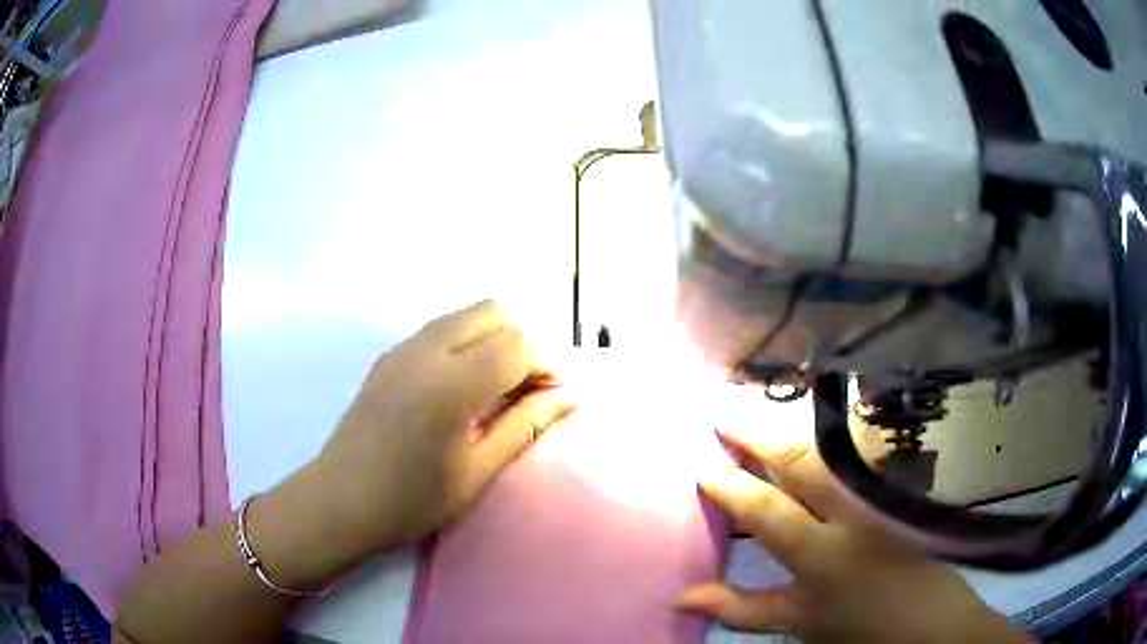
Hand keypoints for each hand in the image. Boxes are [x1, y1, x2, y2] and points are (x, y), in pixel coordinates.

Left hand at [253, 301, 573, 586]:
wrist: (339, 501)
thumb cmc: (411, 501)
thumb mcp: (477, 470)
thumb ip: (526, 424)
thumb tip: (570, 396)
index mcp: (450, 384)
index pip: (518, 345)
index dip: (546, 367)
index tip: (553, 398)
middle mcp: (426, 350)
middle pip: (495, 312)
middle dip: (522, 343)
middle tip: (527, 390)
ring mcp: (402, 347)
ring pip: (467, 315)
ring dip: (494, 340)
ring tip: (497, 390)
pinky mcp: (389, 355)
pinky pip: (441, 330)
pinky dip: (467, 344)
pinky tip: (462, 389)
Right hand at [676, 427, 1033, 643]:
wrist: (929, 620)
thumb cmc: (858, 627)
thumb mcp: (797, 624)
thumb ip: (740, 609)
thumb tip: (682, 597)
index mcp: (821, 555)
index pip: (766, 510)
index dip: (730, 485)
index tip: (700, 462)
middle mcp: (851, 515)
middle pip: (801, 461)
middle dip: (757, 432)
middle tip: (721, 407)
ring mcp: (876, 498)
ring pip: (829, 447)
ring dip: (789, 425)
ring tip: (755, 405)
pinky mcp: (891, 491)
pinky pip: (850, 453)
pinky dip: (819, 436)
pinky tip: (804, 426)